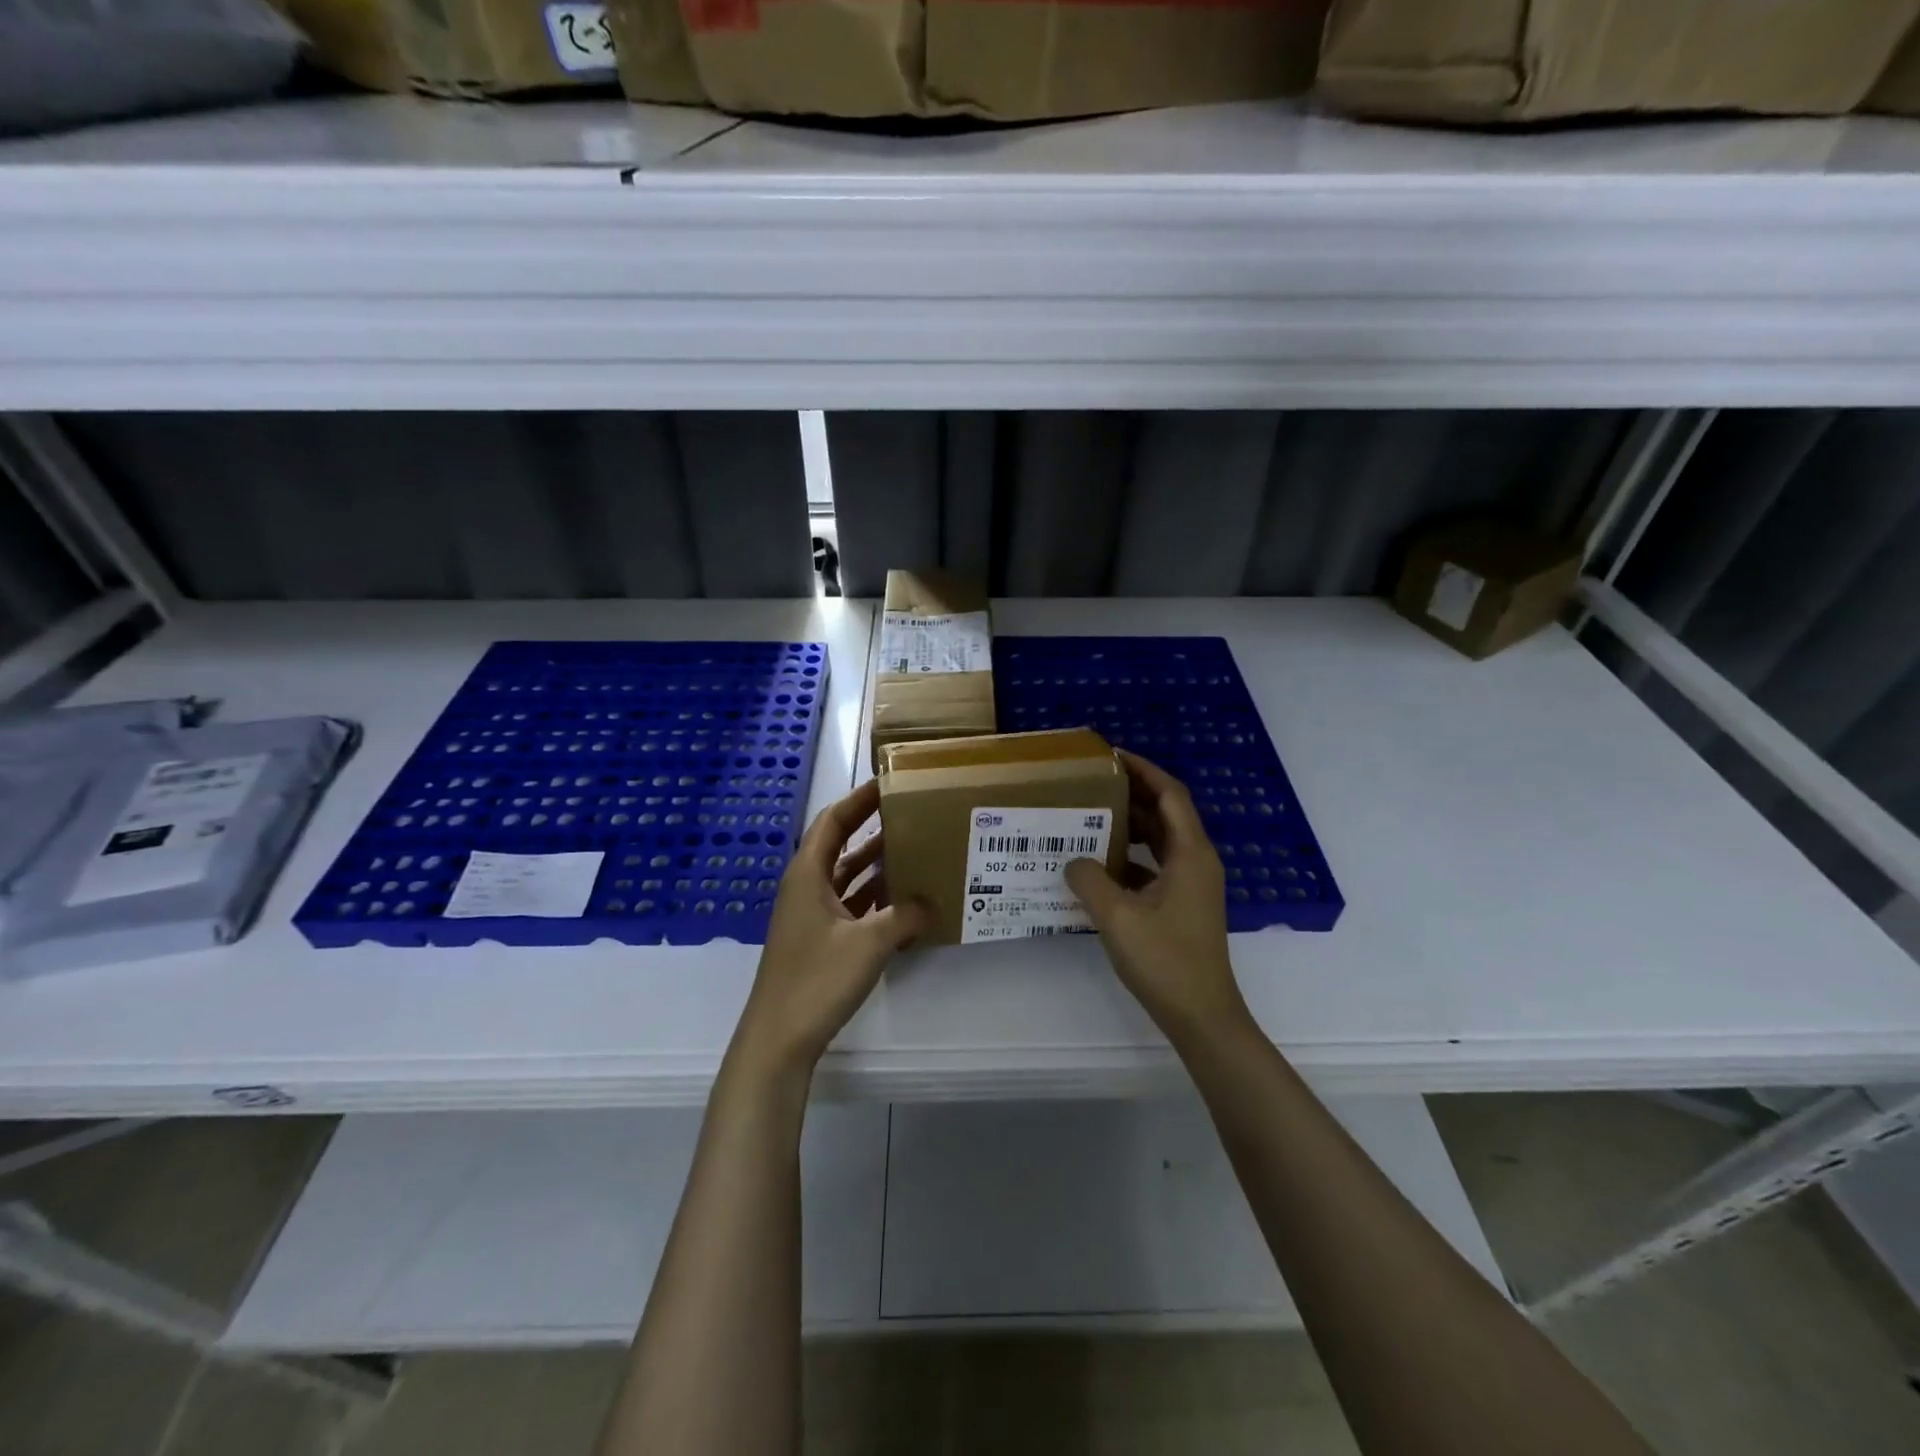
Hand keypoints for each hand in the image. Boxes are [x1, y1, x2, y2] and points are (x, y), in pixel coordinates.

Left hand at [730, 780, 929, 1077]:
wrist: (778, 1039)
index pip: (833, 821)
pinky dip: (873, 898)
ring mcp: (809, 916)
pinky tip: (902, 901)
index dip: (859, 799)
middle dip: (872, 829)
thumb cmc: (817, 979)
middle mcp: (805, 887)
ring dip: (875, 865)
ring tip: (914, 850)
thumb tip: (933, 901)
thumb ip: (905, 915)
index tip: (890, 783)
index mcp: (807, 874)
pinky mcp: (817, 941)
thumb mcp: (869, 943)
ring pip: (845, 877)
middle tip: (910, 814)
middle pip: (839, 845)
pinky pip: (848, 905)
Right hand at [1064, 752, 1250, 1041]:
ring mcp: (1191, 885)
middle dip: (1132, 793)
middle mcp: (1196, 861)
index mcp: (1190, 853)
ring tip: (1090, 815)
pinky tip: (1098, 865)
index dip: (1143, 770)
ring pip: (1159, 841)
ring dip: (1129, 825)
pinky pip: (1154, 866)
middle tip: (1091, 783)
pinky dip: (1130, 857)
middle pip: (1165, 813)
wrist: (1201, 1016)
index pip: (1170, 794)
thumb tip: (1073, 861)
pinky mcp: (1182, 905)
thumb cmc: (1165, 961)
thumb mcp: (1118, 916)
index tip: (1111, 756)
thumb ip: (1090, 880)